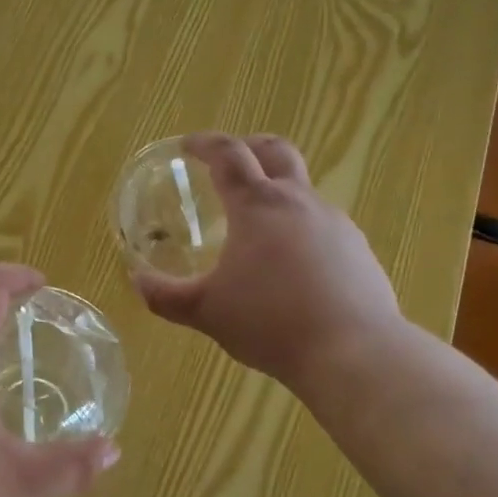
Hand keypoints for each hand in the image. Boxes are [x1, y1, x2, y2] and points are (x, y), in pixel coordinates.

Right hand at [134, 133, 405, 390]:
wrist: (353, 352)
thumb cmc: (270, 323)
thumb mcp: (207, 312)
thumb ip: (166, 296)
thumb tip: (138, 280)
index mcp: (258, 206)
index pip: (228, 155)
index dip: (205, 144)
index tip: (188, 145)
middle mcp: (299, 202)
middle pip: (277, 152)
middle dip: (251, 147)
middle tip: (231, 161)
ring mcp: (336, 223)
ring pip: (303, 192)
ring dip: (278, 196)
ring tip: (259, 232)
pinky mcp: (359, 250)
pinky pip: (324, 227)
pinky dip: (302, 231)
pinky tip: (295, 269)